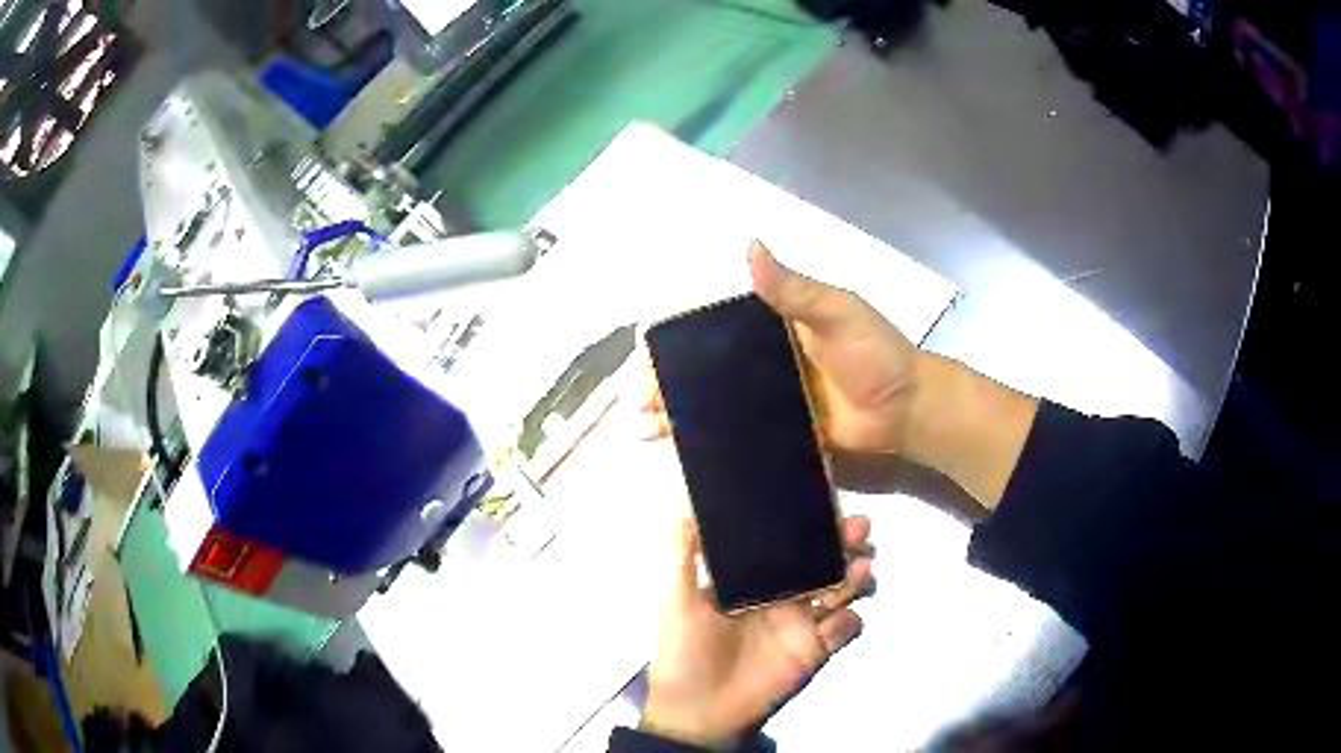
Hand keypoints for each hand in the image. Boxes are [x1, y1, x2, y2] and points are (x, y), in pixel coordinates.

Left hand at [641, 516, 875, 746]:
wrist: (696, 709)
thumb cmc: (684, 649)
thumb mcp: (675, 598)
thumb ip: (681, 554)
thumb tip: (689, 505)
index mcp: (755, 577)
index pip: (791, 541)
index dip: (811, 521)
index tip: (828, 499)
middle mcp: (785, 593)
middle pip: (826, 559)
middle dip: (846, 542)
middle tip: (859, 532)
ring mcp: (803, 622)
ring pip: (844, 588)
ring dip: (857, 576)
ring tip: (858, 571)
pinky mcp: (815, 650)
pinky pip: (847, 628)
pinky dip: (850, 620)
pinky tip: (838, 619)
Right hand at [644, 242, 919, 457]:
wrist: (909, 410)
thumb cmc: (877, 353)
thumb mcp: (838, 313)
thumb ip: (794, 290)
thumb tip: (749, 245)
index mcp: (767, 327)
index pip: (707, 328)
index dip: (672, 342)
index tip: (645, 359)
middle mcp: (759, 363)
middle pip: (699, 372)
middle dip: (663, 387)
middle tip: (638, 409)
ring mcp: (766, 402)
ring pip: (711, 407)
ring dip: (677, 418)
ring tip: (648, 436)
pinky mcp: (778, 435)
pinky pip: (736, 438)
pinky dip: (709, 445)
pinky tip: (683, 458)